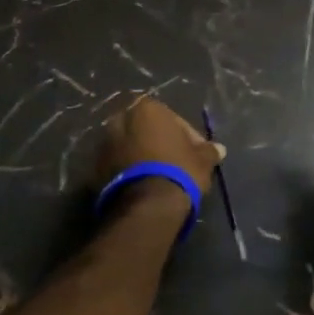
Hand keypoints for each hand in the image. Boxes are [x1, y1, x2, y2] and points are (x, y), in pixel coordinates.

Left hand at [95, 97, 223, 201]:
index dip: (185, 135)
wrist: (147, 205)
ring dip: (140, 157)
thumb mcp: (202, 160)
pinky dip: (127, 172)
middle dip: (157, 142)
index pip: (171, 118)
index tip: (193, 152)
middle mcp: (120, 120)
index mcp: (146, 109)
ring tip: (157, 177)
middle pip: (145, 129)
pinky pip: (116, 165)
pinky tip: (142, 187)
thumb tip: (219, 149)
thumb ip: (208, 150)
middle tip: (173, 162)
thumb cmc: (179, 171)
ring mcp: (103, 144)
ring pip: (128, 147)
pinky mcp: (94, 169)